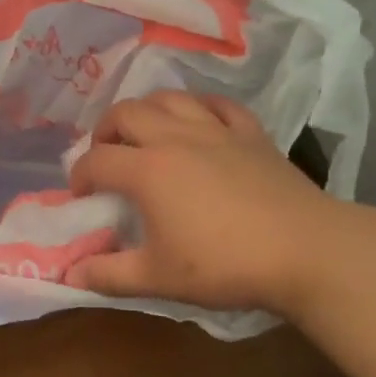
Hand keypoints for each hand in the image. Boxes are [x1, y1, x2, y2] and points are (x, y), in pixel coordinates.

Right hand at [67, 91, 347, 315]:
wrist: (305, 251)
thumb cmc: (224, 264)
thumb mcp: (158, 278)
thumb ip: (109, 274)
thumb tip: (70, 273)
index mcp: (147, 170)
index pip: (96, 160)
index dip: (79, 176)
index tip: (80, 196)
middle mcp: (176, 138)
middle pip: (126, 112)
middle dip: (104, 131)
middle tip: (105, 156)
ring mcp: (217, 130)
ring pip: (170, 98)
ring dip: (147, 110)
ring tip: (145, 133)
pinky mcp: (252, 134)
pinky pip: (218, 105)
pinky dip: (198, 107)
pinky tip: (198, 121)